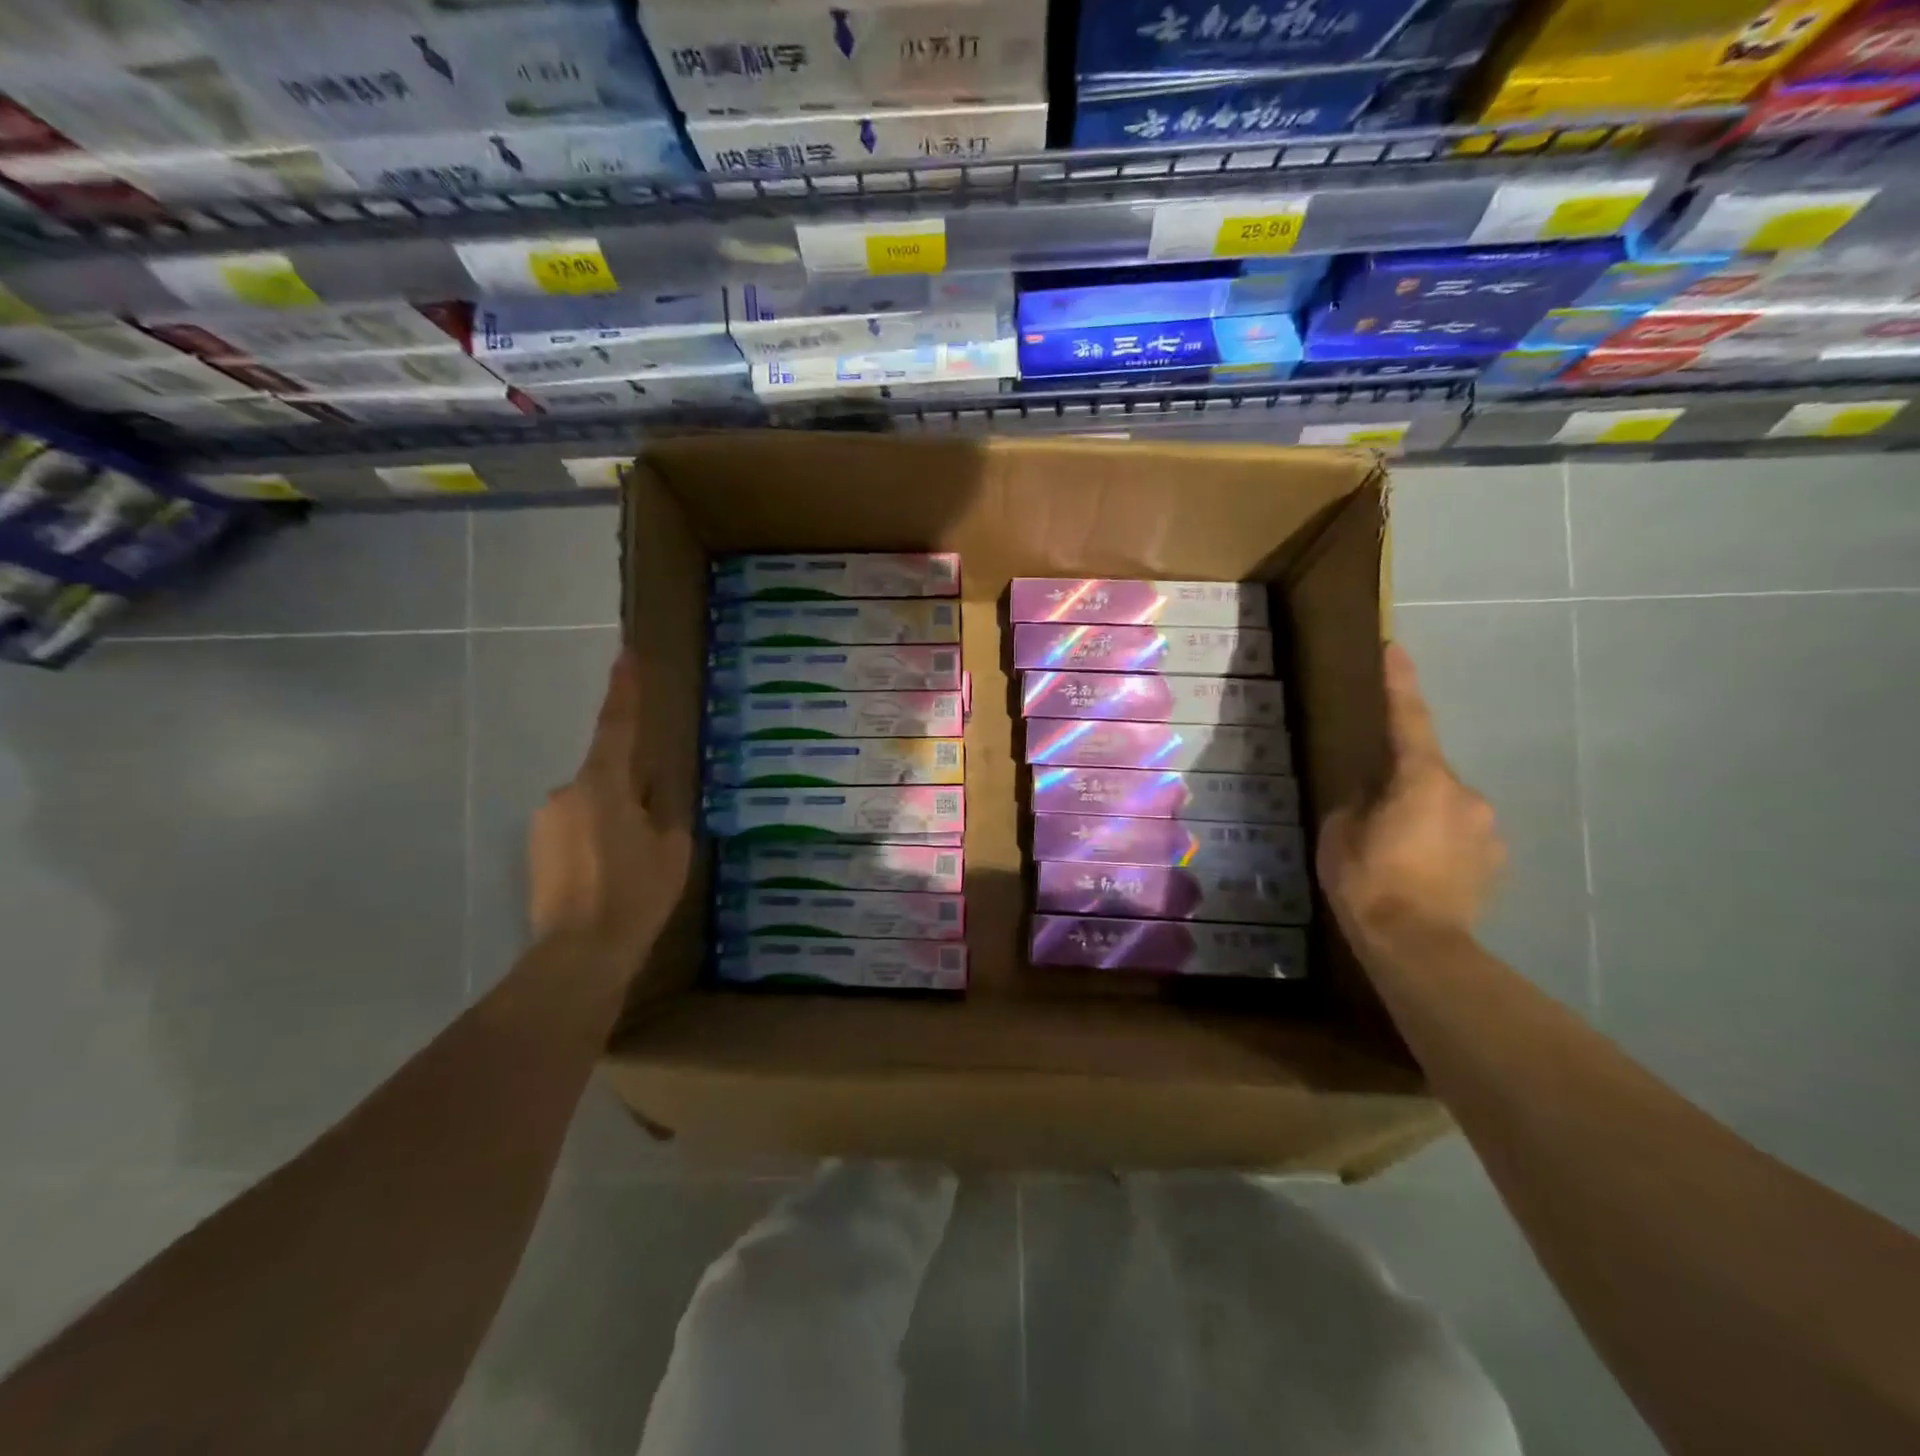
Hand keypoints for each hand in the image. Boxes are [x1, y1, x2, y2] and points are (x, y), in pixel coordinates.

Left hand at [529, 650, 692, 955]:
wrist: (579, 954)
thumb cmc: (635, 895)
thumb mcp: (672, 847)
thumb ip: (664, 809)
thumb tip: (654, 792)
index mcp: (603, 785)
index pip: (616, 726)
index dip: (624, 690)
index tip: (626, 655)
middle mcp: (565, 792)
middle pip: (607, 774)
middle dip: (631, 791)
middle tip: (653, 830)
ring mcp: (544, 821)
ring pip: (591, 804)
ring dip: (613, 819)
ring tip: (632, 862)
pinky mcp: (535, 848)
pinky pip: (575, 827)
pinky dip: (595, 839)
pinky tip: (610, 874)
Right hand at [1319, 643, 1504, 948]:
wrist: (1419, 946)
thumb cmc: (1369, 881)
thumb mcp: (1340, 833)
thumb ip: (1356, 801)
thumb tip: (1372, 794)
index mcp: (1423, 780)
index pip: (1409, 720)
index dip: (1401, 683)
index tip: (1397, 648)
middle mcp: (1466, 795)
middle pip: (1427, 773)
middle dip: (1402, 785)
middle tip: (1372, 816)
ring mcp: (1487, 829)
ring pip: (1445, 807)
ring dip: (1421, 817)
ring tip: (1394, 853)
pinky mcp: (1496, 861)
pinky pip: (1460, 836)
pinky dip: (1438, 843)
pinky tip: (1418, 872)